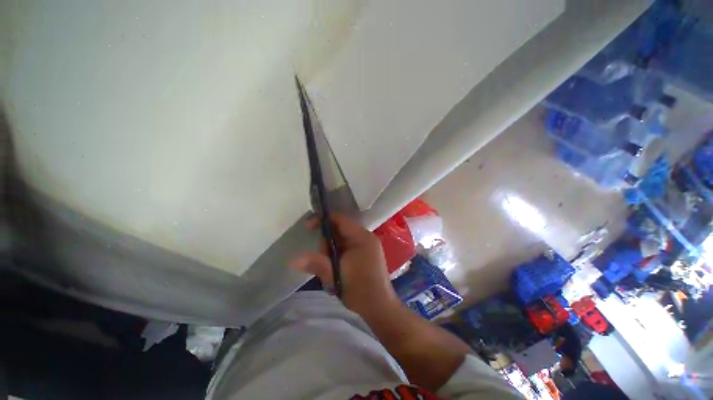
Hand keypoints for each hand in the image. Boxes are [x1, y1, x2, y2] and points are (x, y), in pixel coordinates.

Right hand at [289, 213, 398, 315]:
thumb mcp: (336, 275)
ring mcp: (366, 246)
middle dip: (326, 243)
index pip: (340, 219)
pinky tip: (335, 269)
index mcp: (362, 237)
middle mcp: (365, 237)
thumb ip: (316, 264)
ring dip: (331, 252)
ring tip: (331, 270)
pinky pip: (346, 248)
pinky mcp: (365, 254)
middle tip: (322, 260)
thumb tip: (293, 260)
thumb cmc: (360, 289)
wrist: (380, 308)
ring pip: (341, 241)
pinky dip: (337, 256)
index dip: (323, 220)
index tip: (307, 228)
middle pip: (339, 231)